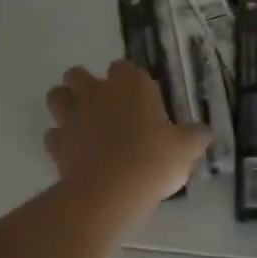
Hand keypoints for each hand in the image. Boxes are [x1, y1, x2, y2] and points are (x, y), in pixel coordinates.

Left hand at [45, 61, 209, 207]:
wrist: (112, 190)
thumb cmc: (154, 159)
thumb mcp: (186, 148)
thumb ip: (194, 136)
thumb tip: (204, 132)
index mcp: (130, 85)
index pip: (123, 67)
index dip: (128, 81)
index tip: (139, 99)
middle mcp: (96, 92)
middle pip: (78, 74)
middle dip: (85, 86)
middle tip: (104, 108)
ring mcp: (72, 116)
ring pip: (57, 96)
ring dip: (66, 106)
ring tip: (82, 125)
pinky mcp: (56, 143)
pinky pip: (53, 135)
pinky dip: (61, 141)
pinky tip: (75, 155)